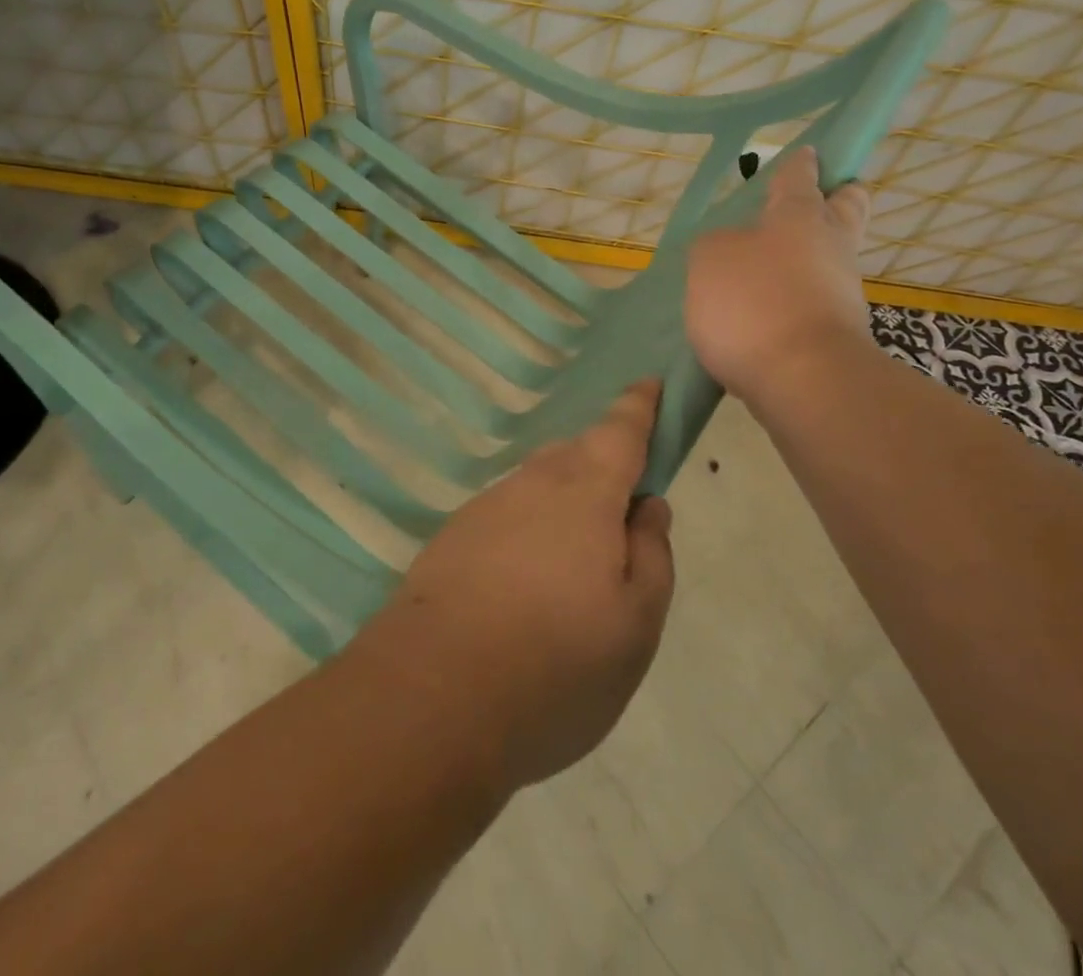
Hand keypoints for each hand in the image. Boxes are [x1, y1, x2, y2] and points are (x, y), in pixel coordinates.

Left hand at [347, 382, 675, 790]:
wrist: (431, 697)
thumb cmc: (556, 662)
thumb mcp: (636, 622)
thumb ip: (652, 553)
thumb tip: (648, 505)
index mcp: (585, 491)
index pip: (621, 430)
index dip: (641, 405)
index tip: (652, 384)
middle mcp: (532, 484)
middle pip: (576, 455)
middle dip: (603, 466)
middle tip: (623, 512)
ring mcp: (485, 508)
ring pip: (538, 488)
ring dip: (563, 505)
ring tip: (576, 566)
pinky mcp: (452, 539)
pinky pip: (506, 518)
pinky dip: (527, 534)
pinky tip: (526, 587)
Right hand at [685, 147, 874, 402]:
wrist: (804, 381)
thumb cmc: (754, 302)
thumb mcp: (709, 259)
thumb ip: (715, 245)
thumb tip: (731, 251)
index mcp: (799, 215)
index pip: (800, 176)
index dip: (799, 164)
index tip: (806, 155)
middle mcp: (830, 246)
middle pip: (847, 209)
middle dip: (836, 199)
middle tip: (815, 203)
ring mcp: (841, 292)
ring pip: (830, 260)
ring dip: (806, 260)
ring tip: (760, 275)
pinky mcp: (838, 334)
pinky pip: (816, 303)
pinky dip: (795, 302)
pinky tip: (761, 317)